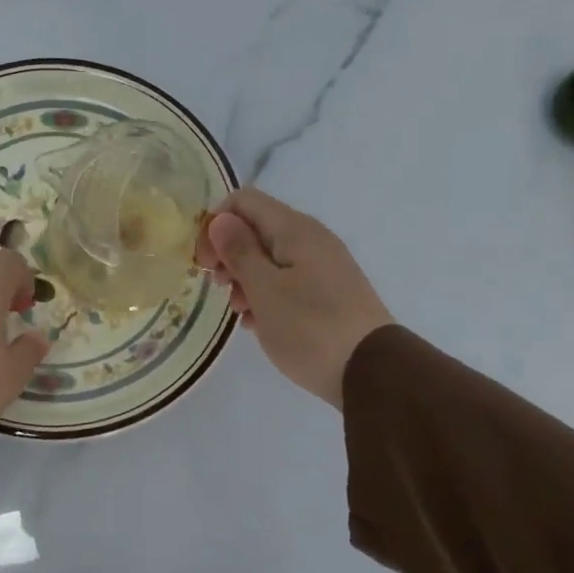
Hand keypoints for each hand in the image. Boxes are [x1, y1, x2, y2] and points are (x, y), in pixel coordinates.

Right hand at [195, 187, 394, 407]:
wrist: (369, 371)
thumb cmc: (309, 328)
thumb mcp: (265, 289)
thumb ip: (239, 251)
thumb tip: (220, 219)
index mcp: (295, 230)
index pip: (243, 201)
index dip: (215, 224)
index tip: (204, 262)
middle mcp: (311, 240)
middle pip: (256, 229)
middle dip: (228, 254)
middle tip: (218, 287)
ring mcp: (322, 267)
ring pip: (269, 259)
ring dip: (245, 280)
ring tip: (239, 311)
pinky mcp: (327, 293)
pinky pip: (286, 282)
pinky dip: (266, 296)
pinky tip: (257, 323)